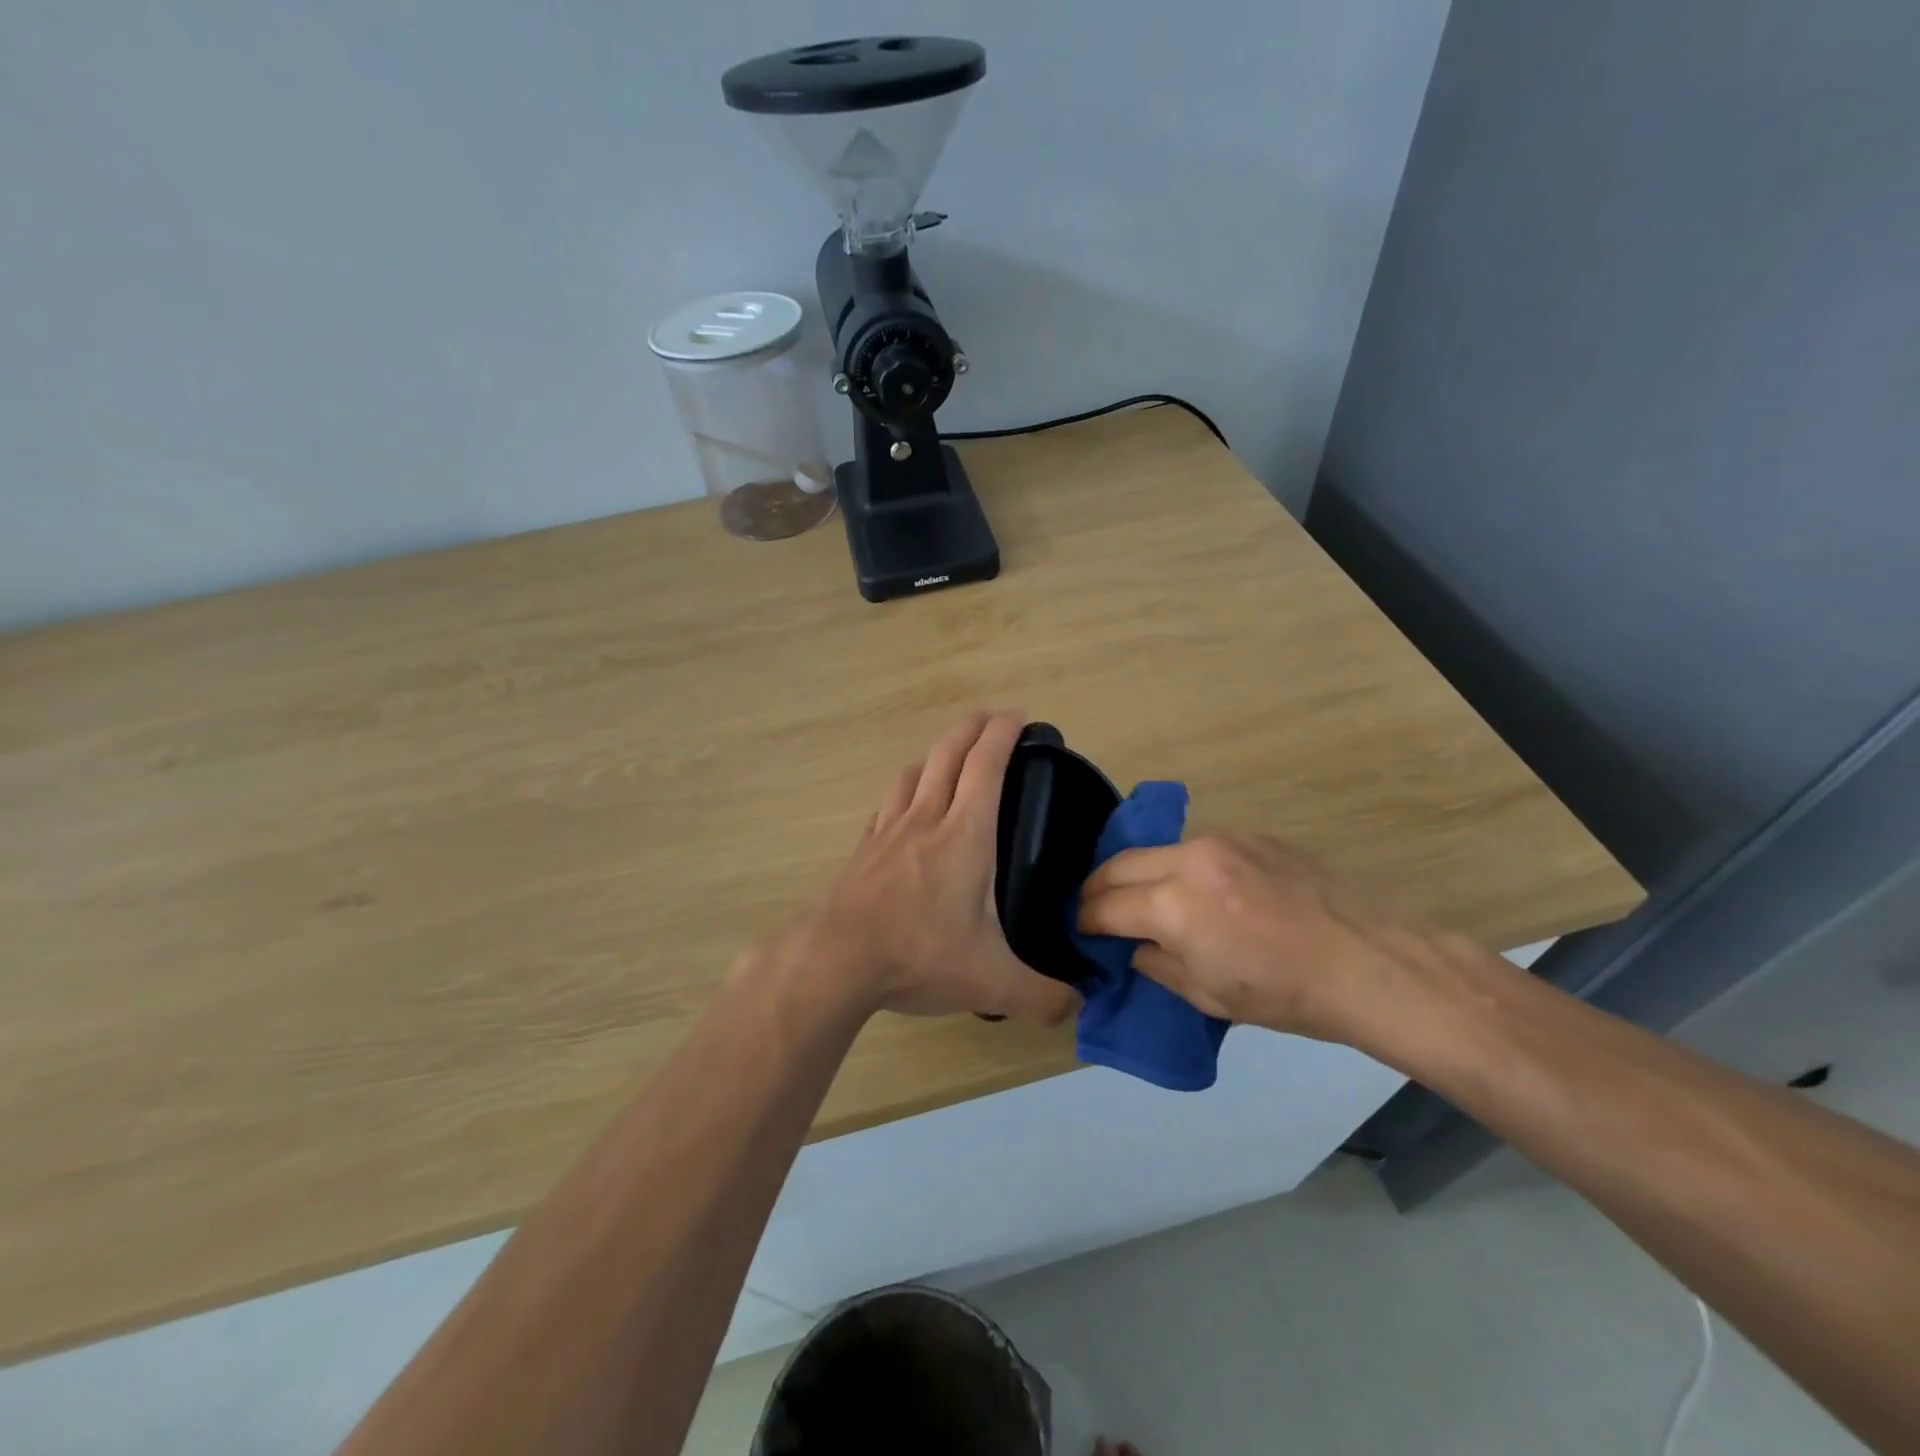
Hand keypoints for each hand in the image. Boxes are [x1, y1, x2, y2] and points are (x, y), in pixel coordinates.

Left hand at [797, 710, 1079, 1023]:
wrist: (836, 959)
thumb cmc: (918, 955)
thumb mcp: (992, 984)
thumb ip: (1043, 995)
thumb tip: (1078, 1005)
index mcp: (965, 835)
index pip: (986, 765)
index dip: (1004, 733)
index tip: (1019, 715)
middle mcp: (926, 819)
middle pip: (948, 753)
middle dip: (972, 727)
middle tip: (991, 719)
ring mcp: (888, 830)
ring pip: (914, 772)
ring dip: (935, 754)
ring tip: (949, 756)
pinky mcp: (863, 849)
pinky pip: (887, 804)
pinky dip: (904, 791)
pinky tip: (904, 807)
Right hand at [1077, 833, 1454, 1044]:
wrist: (1365, 964)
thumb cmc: (1283, 995)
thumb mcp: (1207, 996)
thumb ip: (1157, 964)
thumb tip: (1134, 945)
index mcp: (1175, 905)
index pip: (1107, 905)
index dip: (1085, 919)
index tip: (1078, 929)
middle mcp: (1190, 860)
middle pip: (1120, 863)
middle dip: (1098, 888)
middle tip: (1094, 909)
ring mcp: (1222, 841)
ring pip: (1157, 850)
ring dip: (1140, 874)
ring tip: (1142, 899)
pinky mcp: (1250, 835)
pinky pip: (1198, 847)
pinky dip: (1181, 867)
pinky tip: (1199, 891)